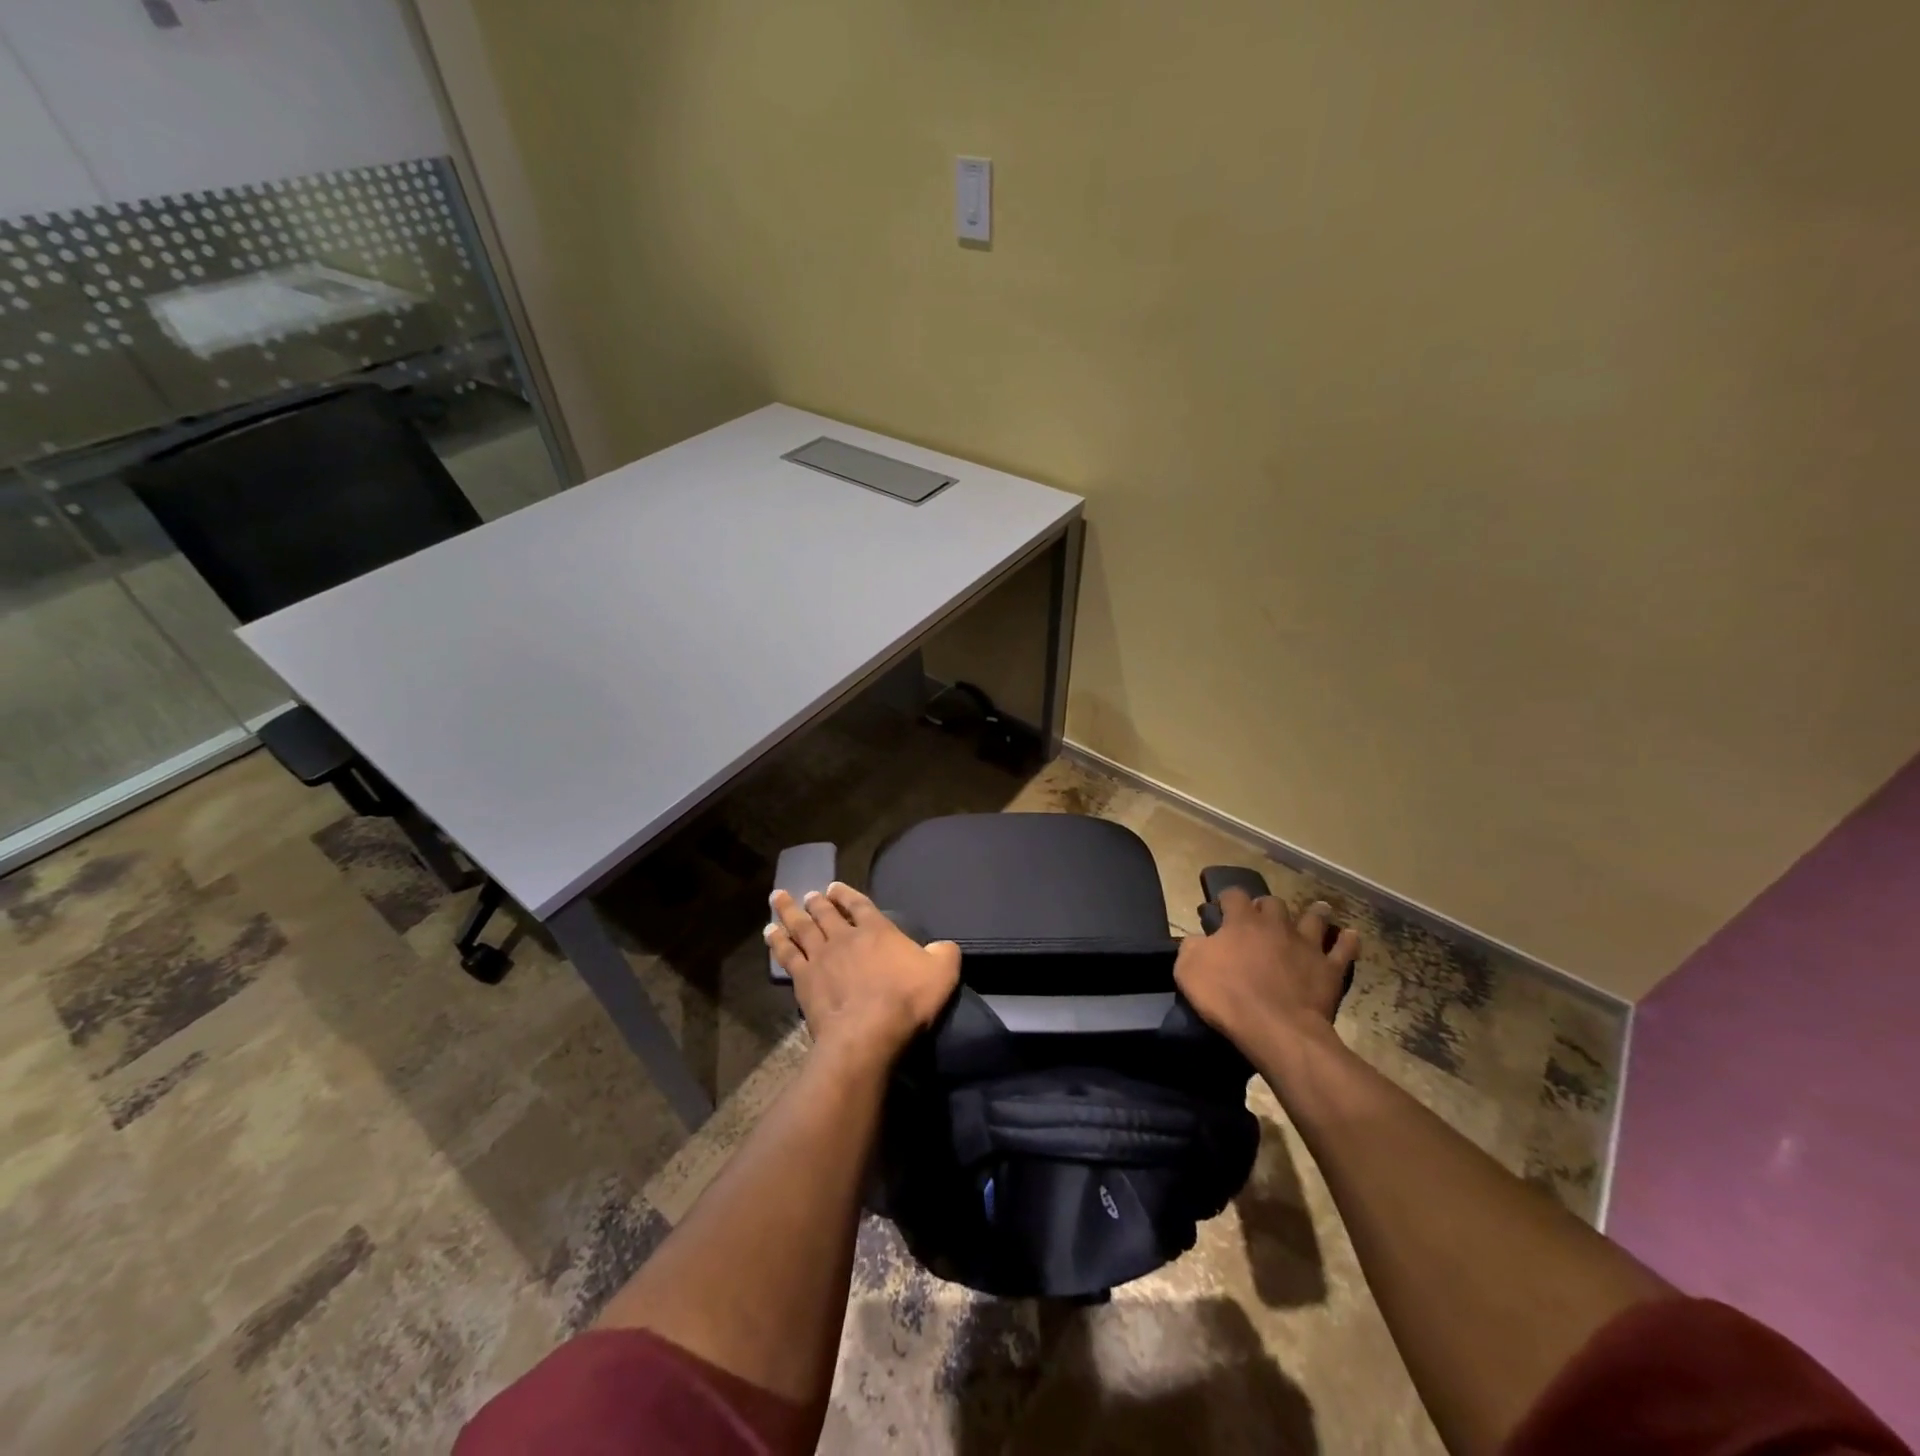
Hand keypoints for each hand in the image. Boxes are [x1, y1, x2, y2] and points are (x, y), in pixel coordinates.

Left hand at [765, 882, 960, 1062]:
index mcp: (878, 929)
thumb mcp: (943, 972)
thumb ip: (945, 954)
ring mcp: (821, 956)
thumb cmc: (907, 1000)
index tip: (835, 888)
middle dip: (817, 901)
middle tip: (809, 893)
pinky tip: (770, 932)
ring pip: (801, 927)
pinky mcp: (803, 979)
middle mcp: (845, 936)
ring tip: (779, 898)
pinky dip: (777, 941)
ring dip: (789, 911)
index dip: (847, 894)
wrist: (868, 1032)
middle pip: (826, 912)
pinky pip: (787, 954)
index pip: (860, 904)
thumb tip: (944, 947)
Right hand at [1174, 890, 1359, 1055]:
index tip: (1221, 910)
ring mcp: (1306, 945)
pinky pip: (1343, 949)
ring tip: (1314, 911)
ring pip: (1313, 918)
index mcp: (1241, 921)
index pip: (1234, 895)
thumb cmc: (1226, 996)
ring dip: (1313, 913)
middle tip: (1262, 918)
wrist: (1275, 1028)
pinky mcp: (1329, 968)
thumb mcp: (1188, 969)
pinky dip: (1347, 941)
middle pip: (1273, 903)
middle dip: (1266, 907)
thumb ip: (1192, 947)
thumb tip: (1198, 939)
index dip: (1227, 899)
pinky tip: (1350, 935)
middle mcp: (1275, 925)